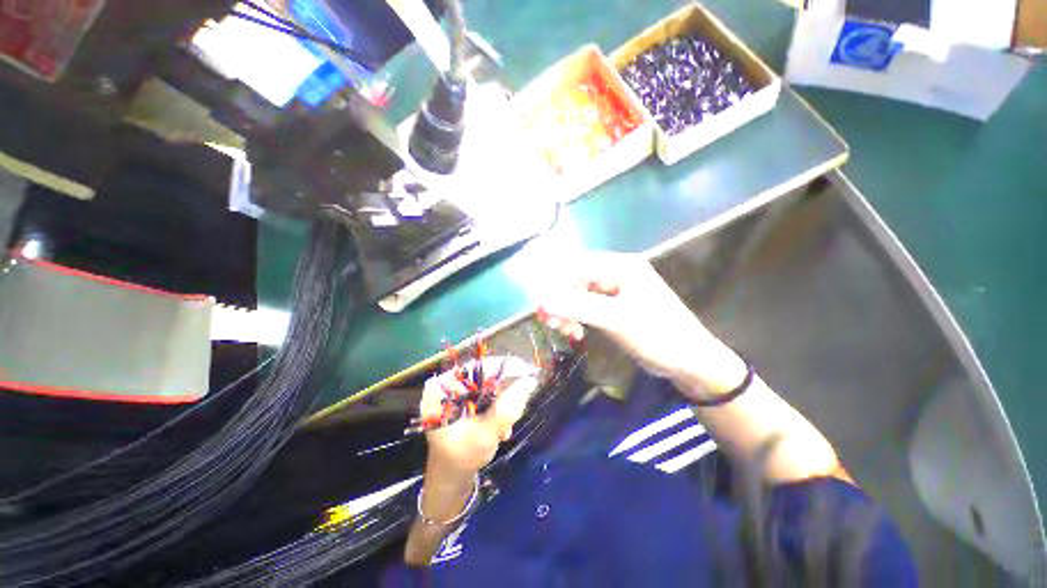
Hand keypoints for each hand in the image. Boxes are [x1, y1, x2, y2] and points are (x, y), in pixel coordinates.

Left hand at [421, 356, 537, 474]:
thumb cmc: (462, 457)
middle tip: (520, 405)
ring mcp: (455, 389)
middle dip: (505, 391)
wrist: (451, 475)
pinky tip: (500, 426)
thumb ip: (507, 409)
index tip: (528, 373)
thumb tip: (531, 381)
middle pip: (484, 374)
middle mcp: (447, 383)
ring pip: (489, 383)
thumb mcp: (486, 434)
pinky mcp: (463, 396)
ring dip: (504, 401)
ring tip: (505, 427)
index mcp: (442, 389)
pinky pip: (486, 391)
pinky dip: (498, 405)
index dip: (504, 368)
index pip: (477, 368)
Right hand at [538, 252, 745, 398]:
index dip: (554, 284)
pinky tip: (576, 331)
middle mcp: (615, 272)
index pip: (576, 266)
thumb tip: (542, 300)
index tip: (541, 308)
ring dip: (567, 310)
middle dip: (560, 300)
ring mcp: (614, 289)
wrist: (689, 360)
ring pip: (578, 293)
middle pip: (574, 279)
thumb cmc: (659, 336)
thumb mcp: (617, 321)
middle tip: (551, 323)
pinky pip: (585, 305)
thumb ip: (579, 307)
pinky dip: (576, 317)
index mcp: (620, 266)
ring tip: (565, 331)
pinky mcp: (613, 305)